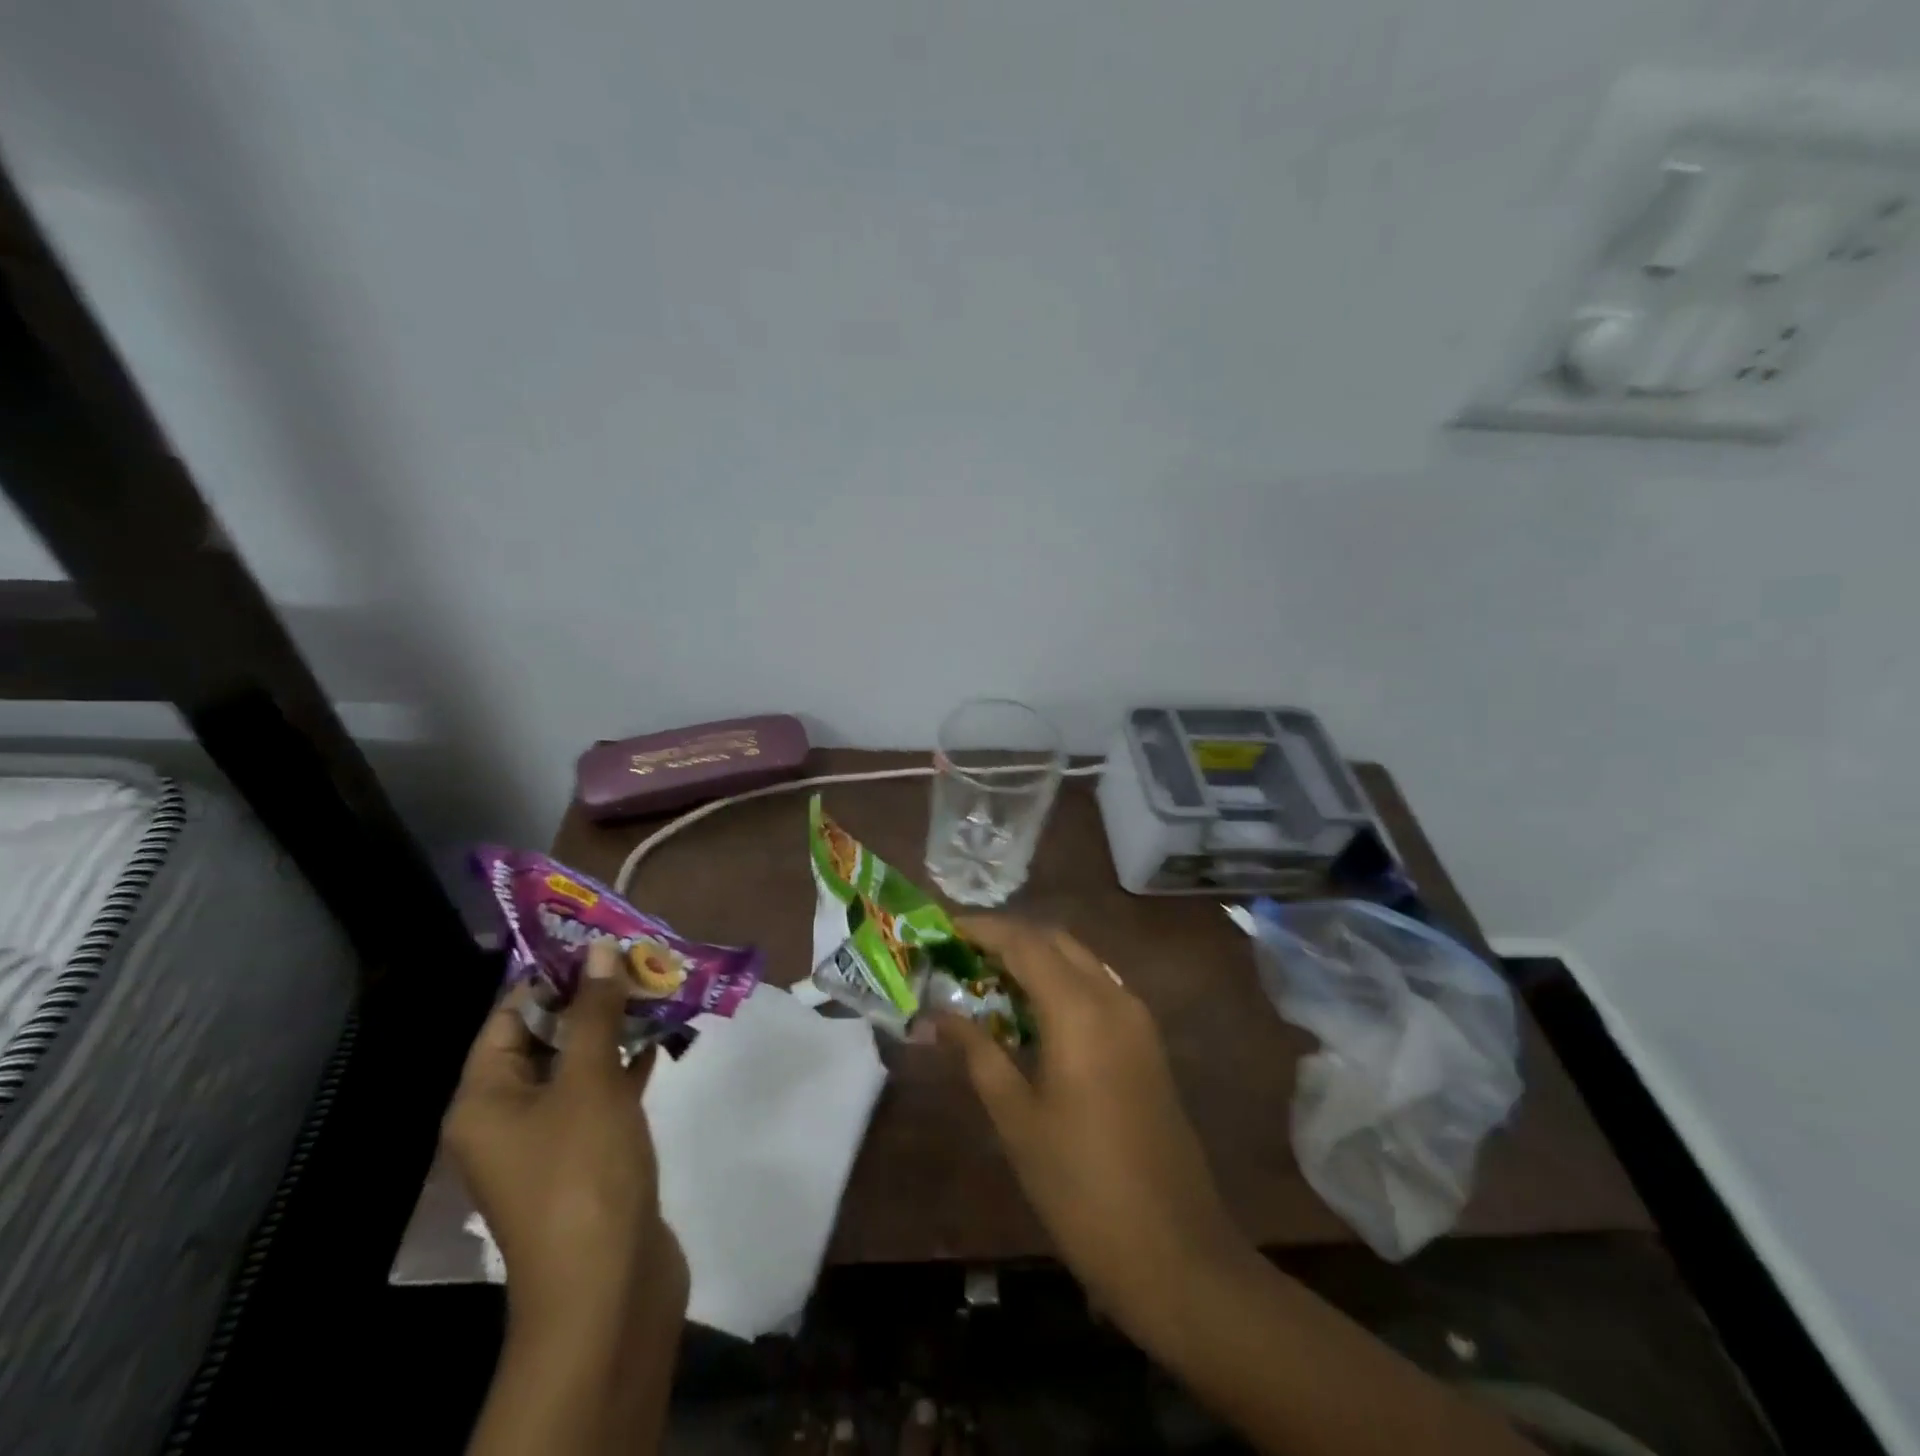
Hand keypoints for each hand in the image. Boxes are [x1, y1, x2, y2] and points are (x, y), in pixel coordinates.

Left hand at [443, 940, 686, 1338]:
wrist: (608, 1284)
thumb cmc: (583, 1172)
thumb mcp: (589, 1081)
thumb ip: (594, 1014)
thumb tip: (600, 951)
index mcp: (485, 1098)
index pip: (510, 1016)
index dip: (553, 975)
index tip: (601, 940)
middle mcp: (507, 1115)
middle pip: (546, 1038)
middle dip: (592, 998)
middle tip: (639, 959)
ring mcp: (549, 1139)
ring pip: (579, 1065)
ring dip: (614, 1029)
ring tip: (657, 988)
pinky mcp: (586, 1156)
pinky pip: (600, 1095)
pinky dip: (626, 1066)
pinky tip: (661, 1041)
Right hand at [937, 919, 1252, 1332]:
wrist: (1174, 1252)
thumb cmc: (1081, 1186)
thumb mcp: (1017, 1120)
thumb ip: (978, 1053)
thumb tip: (938, 1014)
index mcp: (1079, 1010)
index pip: (1024, 943)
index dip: (982, 929)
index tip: (943, 929)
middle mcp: (1114, 998)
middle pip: (1055, 941)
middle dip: (1008, 939)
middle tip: (961, 956)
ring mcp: (1137, 1019)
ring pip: (1080, 962)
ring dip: (1036, 959)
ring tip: (988, 982)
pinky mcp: (1147, 1043)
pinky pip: (1098, 989)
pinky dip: (1061, 984)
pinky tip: (1031, 1015)